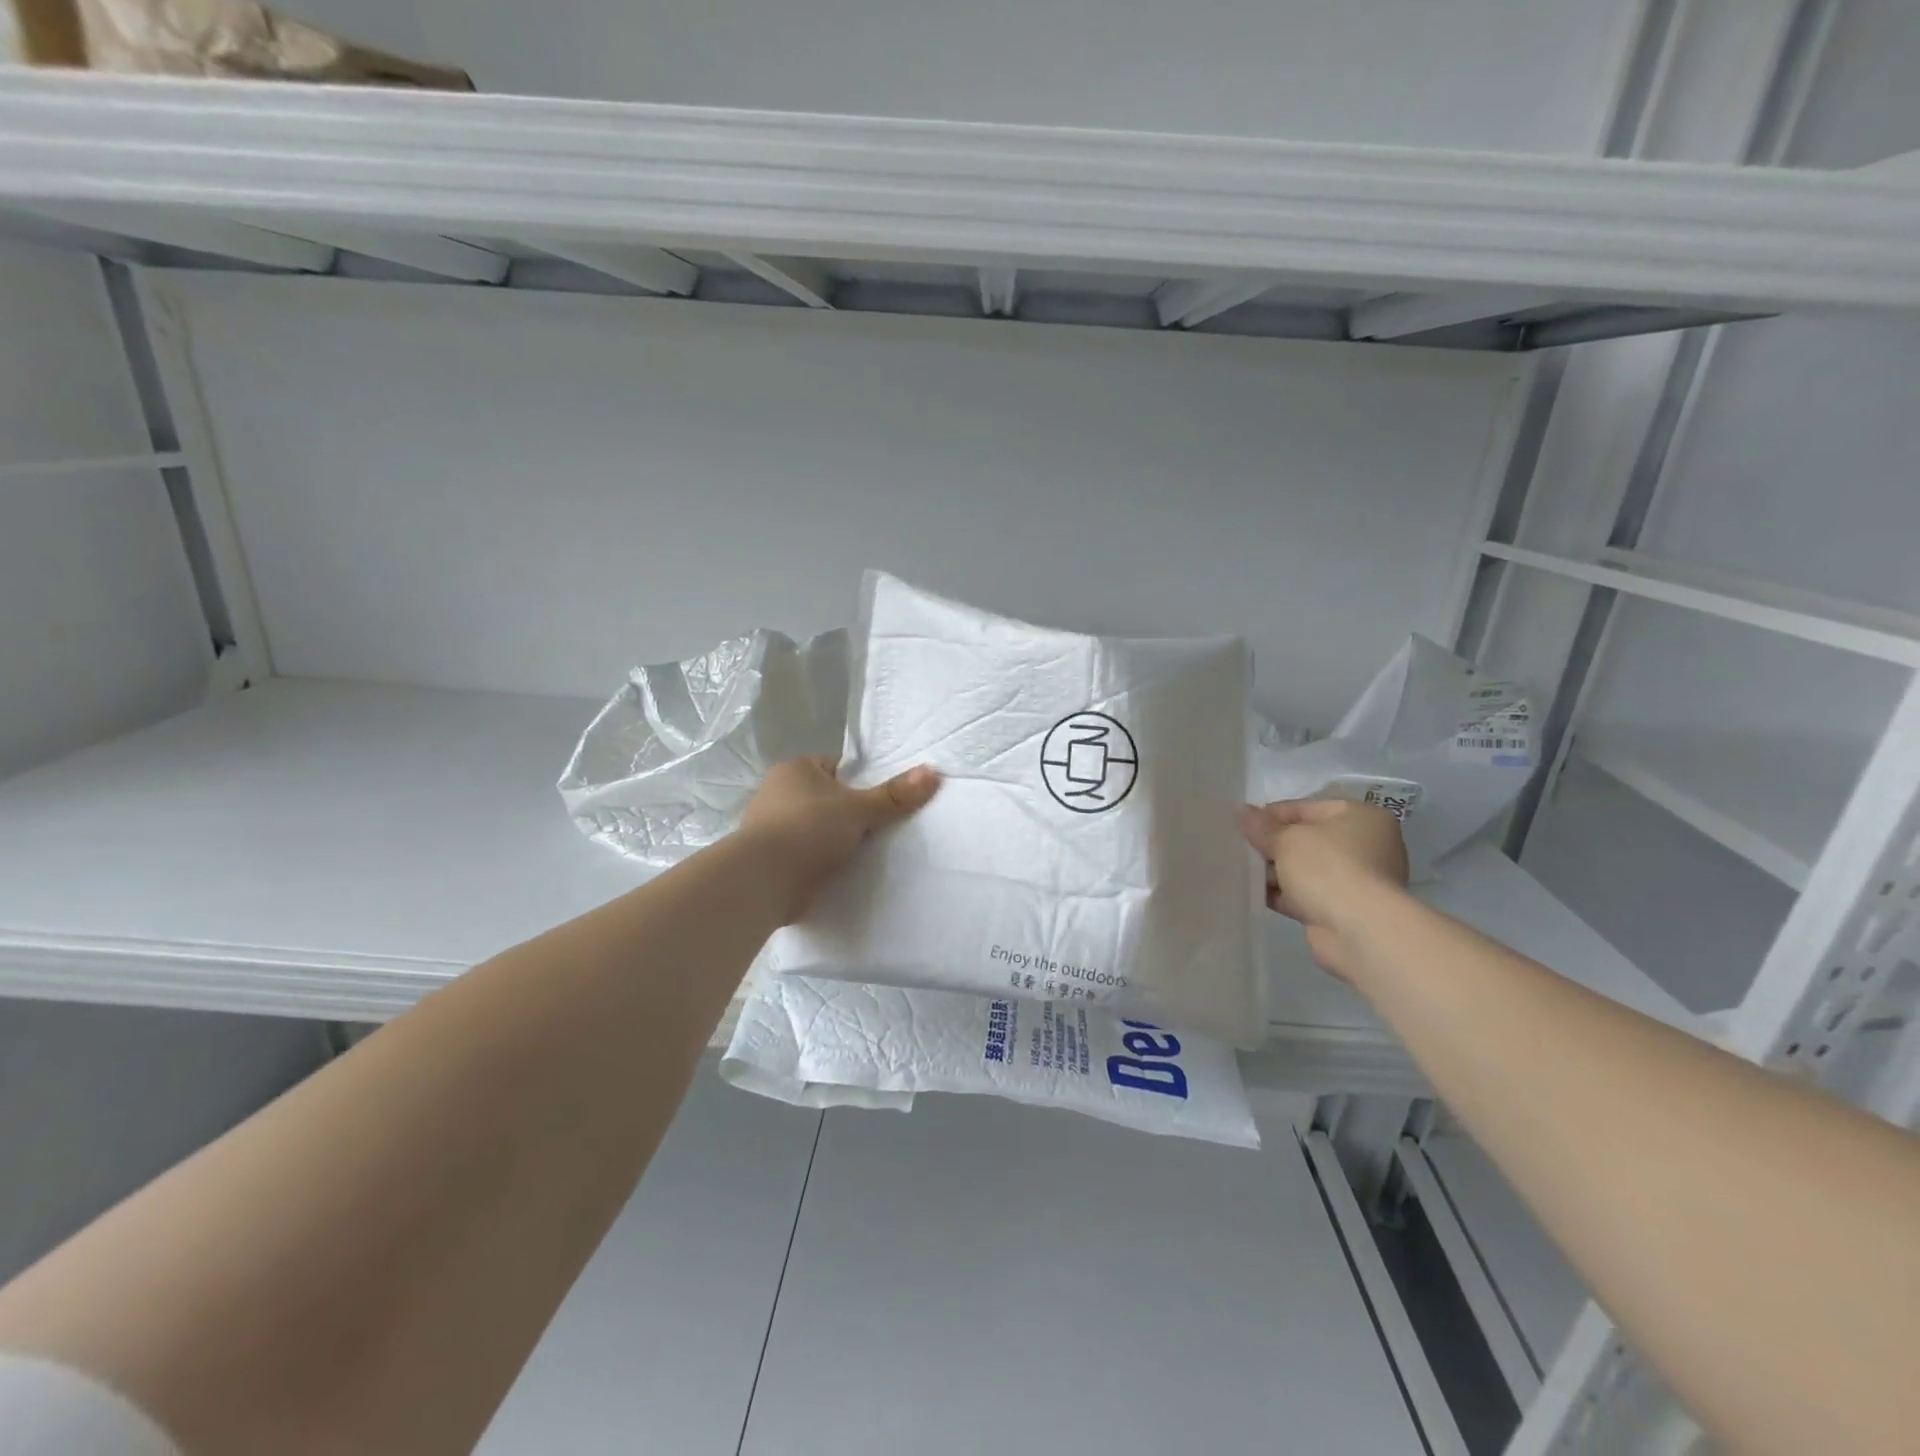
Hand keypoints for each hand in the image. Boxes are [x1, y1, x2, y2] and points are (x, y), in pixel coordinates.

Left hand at [738, 757, 940, 921]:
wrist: (763, 880)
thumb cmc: (809, 829)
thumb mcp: (859, 809)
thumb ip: (894, 795)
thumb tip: (933, 771)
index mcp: (795, 769)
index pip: (834, 768)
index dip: (857, 783)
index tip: (876, 804)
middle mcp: (777, 792)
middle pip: (824, 798)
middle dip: (844, 814)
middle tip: (875, 831)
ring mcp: (768, 826)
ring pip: (812, 827)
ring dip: (829, 840)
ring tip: (859, 855)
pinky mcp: (768, 858)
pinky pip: (801, 854)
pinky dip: (815, 862)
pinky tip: (835, 874)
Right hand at [1236, 798, 1408, 978]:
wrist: (1358, 931)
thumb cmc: (1327, 868)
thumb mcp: (1286, 839)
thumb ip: (1260, 825)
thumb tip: (1239, 809)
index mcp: (1360, 817)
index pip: (1305, 808)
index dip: (1270, 815)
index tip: (1240, 824)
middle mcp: (1365, 845)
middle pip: (1305, 838)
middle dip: (1272, 844)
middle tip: (1238, 847)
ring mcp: (1355, 879)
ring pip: (1304, 868)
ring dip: (1274, 870)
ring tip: (1239, 870)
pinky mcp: (1342, 908)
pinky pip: (1304, 893)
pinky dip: (1282, 893)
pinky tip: (1252, 893)